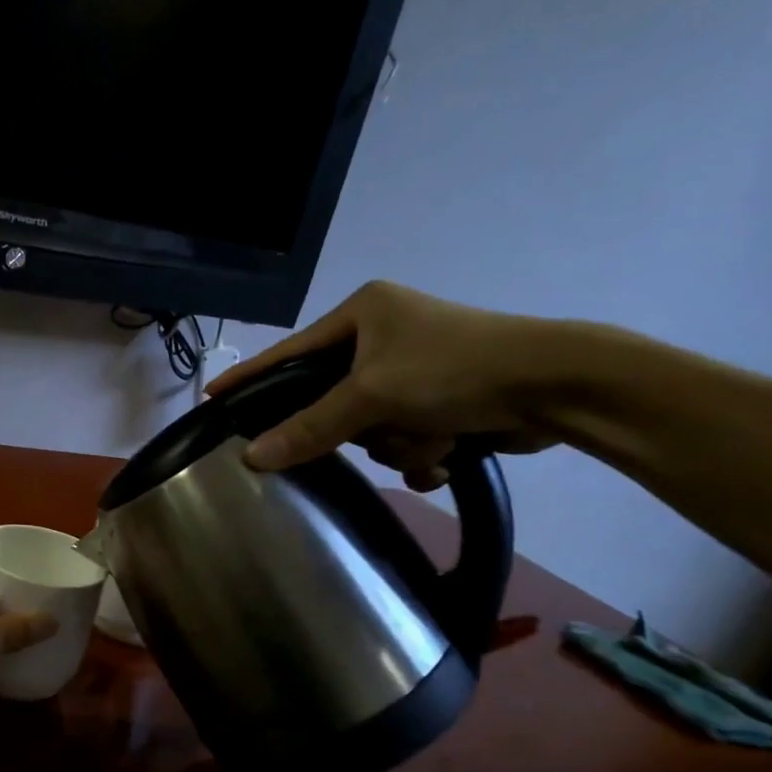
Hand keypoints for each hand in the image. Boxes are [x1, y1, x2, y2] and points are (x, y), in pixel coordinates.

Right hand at [204, 280, 560, 488]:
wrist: (558, 387)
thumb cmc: (455, 370)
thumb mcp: (372, 396)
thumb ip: (309, 428)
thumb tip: (252, 458)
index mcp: (363, 314)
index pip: (289, 352)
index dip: (251, 377)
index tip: (213, 396)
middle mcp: (384, 336)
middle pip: (332, 401)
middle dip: (363, 426)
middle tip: (376, 427)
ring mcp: (414, 370)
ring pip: (370, 428)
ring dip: (401, 442)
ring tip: (436, 434)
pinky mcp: (441, 399)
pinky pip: (403, 437)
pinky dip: (424, 450)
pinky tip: (451, 449)